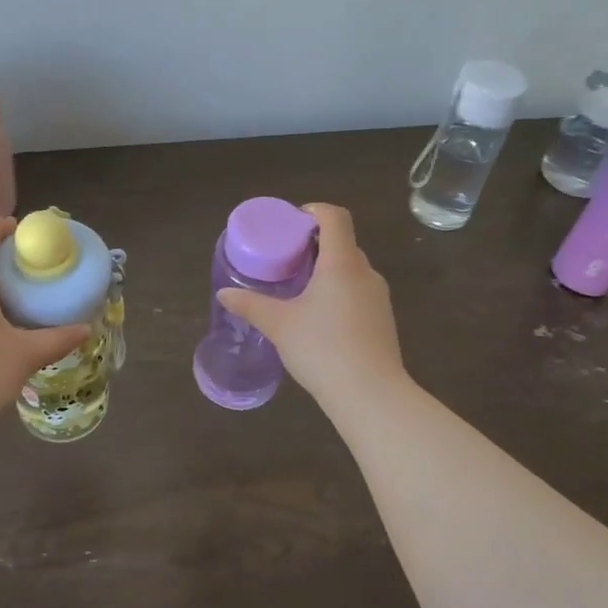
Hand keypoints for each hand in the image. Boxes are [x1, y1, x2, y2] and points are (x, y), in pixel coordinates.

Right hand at [217, 203, 406, 410]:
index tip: (291, 224)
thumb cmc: (322, 349)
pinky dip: (339, 291)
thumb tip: (224, 294)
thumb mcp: (279, 325)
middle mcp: (365, 273)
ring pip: (352, 269)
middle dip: (315, 244)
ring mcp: (379, 297)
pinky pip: (359, 292)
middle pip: (343, 242)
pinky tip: (320, 317)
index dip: (314, 212)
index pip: (335, 217)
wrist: (371, 396)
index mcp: (341, 263)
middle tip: (287, 258)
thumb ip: (251, 305)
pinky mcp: (383, 320)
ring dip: (327, 269)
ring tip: (300, 288)